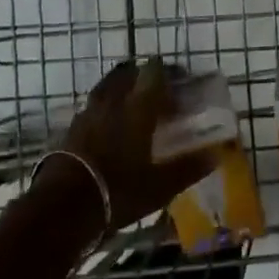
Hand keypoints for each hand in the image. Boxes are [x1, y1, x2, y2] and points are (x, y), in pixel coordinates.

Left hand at [57, 59, 213, 230]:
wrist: (64, 206)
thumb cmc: (119, 190)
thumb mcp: (160, 186)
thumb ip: (187, 167)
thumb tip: (215, 154)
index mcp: (137, 107)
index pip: (154, 74)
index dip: (168, 73)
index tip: (181, 81)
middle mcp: (112, 101)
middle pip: (127, 74)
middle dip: (142, 75)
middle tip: (156, 89)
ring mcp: (88, 112)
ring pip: (107, 88)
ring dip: (121, 89)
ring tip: (132, 104)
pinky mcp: (71, 128)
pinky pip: (92, 106)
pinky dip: (104, 108)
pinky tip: (108, 126)